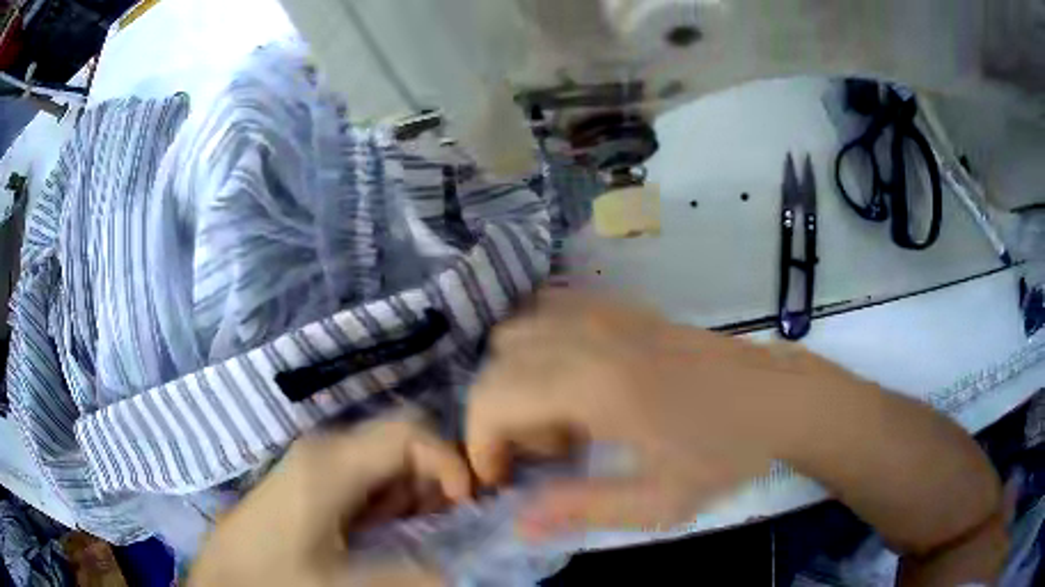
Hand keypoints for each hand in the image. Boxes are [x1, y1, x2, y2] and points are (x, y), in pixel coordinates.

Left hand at [189, 414, 471, 586]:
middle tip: (444, 524)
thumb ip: (414, 575)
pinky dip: (390, 500)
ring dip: (413, 492)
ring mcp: (314, 463)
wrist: (224, 581)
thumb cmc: (277, 579)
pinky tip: (386, 531)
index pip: (410, 432)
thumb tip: (464, 568)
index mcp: (331, 463)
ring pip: (384, 460)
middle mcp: (324, 450)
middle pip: (400, 441)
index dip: (449, 463)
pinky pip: (365, 477)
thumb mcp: (347, 585)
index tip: (465, 507)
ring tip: (417, 534)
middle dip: (434, 479)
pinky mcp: (309, 480)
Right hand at [467, 290, 841, 536]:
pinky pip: (553, 311)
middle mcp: (591, 336)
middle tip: (545, 454)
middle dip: (499, 415)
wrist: (777, 398)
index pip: (493, 399)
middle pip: (498, 363)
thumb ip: (581, 510)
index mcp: (596, 385)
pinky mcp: (624, 307)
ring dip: (517, 380)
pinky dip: (540, 347)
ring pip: (519, 332)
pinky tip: (575, 381)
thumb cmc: (725, 454)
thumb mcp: (658, 502)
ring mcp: (607, 313)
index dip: (481, 444)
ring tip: (561, 418)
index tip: (503, 479)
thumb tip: (518, 524)